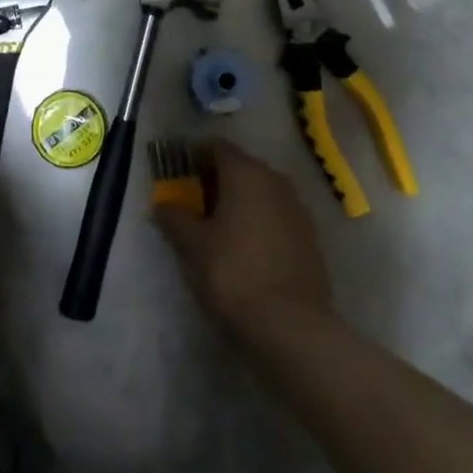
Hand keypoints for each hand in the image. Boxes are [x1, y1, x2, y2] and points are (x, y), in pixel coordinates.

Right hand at [153, 140, 331, 331]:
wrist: (291, 325)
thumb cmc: (233, 272)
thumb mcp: (192, 246)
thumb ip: (174, 218)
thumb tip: (162, 205)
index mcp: (245, 173)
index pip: (216, 148)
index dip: (195, 156)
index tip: (179, 175)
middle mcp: (274, 180)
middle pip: (241, 167)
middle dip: (218, 179)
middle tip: (195, 202)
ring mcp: (297, 208)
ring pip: (262, 191)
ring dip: (241, 200)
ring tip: (219, 226)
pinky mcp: (310, 236)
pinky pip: (277, 215)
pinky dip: (260, 220)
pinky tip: (246, 246)